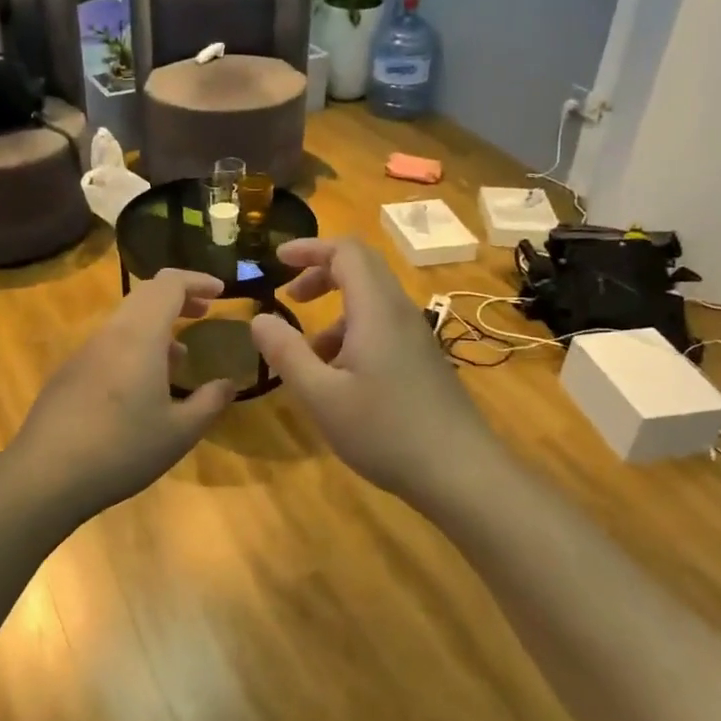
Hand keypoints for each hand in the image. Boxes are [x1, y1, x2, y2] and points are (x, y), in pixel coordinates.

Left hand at [8, 269, 235, 517]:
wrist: (46, 475)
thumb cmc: (122, 449)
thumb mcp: (179, 432)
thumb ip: (210, 402)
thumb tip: (229, 383)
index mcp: (139, 336)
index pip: (169, 284)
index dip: (196, 280)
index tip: (220, 292)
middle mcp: (110, 334)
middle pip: (145, 295)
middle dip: (178, 298)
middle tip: (203, 313)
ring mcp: (84, 352)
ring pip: (125, 321)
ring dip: (156, 326)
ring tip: (180, 358)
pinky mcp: (68, 373)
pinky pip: (108, 344)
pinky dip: (134, 347)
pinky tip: (142, 387)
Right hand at [251, 237, 496, 502]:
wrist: (461, 473)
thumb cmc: (385, 431)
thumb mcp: (321, 396)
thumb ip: (286, 354)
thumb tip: (259, 319)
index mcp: (376, 310)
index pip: (346, 251)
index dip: (310, 248)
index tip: (276, 260)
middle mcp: (399, 312)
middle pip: (361, 268)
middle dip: (320, 273)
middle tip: (289, 296)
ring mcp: (415, 336)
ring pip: (370, 301)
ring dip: (334, 310)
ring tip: (306, 352)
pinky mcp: (422, 359)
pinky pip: (382, 326)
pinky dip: (351, 333)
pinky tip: (337, 377)